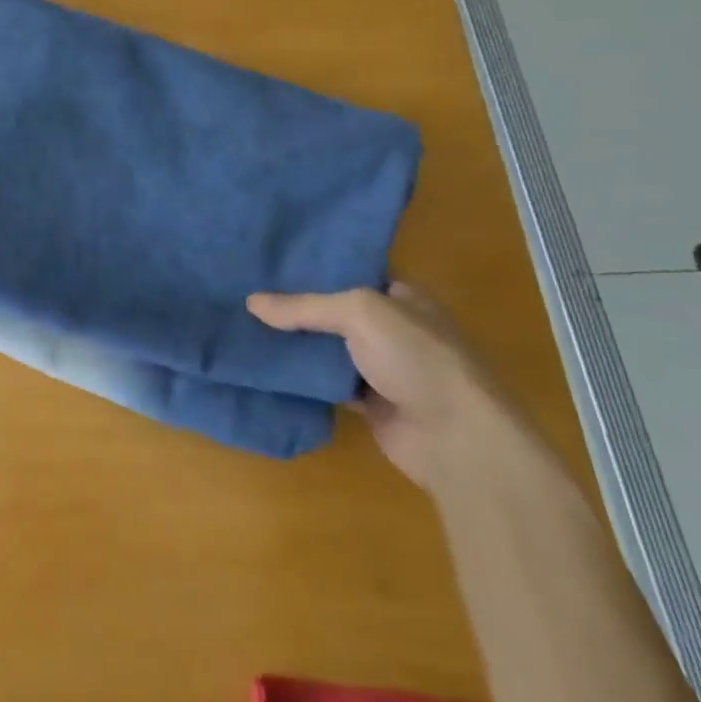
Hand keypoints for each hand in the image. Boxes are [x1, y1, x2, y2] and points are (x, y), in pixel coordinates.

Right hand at [248, 282, 524, 492]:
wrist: (457, 439)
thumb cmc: (417, 359)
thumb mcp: (359, 313)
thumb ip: (304, 307)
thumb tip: (251, 302)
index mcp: (402, 297)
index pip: (352, 273)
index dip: (313, 267)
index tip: (269, 262)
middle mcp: (393, 328)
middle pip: (333, 311)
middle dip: (294, 306)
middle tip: (244, 293)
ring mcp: (382, 367)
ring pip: (326, 347)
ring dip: (293, 343)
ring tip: (243, 326)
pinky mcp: (368, 402)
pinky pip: (324, 381)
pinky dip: (300, 377)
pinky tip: (264, 365)